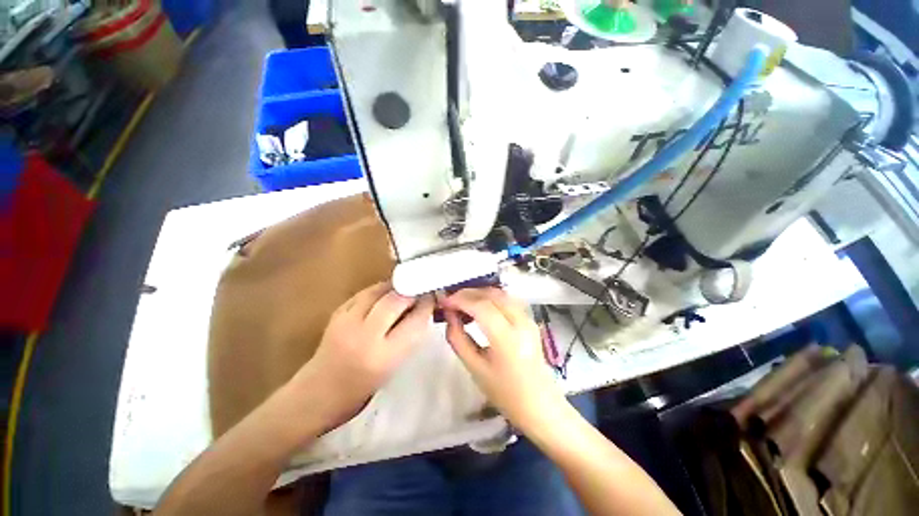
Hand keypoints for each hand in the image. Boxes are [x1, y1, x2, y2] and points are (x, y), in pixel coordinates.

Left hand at [292, 282, 434, 429]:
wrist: (320, 392)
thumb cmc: (362, 387)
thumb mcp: (394, 365)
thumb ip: (409, 336)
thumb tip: (422, 308)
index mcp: (384, 356)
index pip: (415, 321)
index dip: (426, 306)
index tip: (432, 298)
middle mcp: (365, 336)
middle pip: (396, 300)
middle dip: (412, 292)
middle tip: (420, 291)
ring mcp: (347, 322)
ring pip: (378, 290)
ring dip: (395, 287)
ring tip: (405, 289)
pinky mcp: (336, 313)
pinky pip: (364, 293)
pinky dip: (378, 290)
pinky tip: (385, 294)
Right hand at [441, 288, 565, 431]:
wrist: (540, 405)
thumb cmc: (505, 393)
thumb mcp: (475, 368)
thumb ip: (458, 338)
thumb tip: (449, 315)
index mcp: (508, 339)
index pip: (482, 307)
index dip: (460, 300)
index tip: (444, 301)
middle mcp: (521, 322)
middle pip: (492, 295)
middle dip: (468, 293)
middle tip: (450, 300)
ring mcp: (528, 319)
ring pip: (500, 293)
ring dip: (479, 293)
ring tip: (462, 302)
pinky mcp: (530, 319)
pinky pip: (507, 299)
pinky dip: (490, 297)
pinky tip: (479, 305)